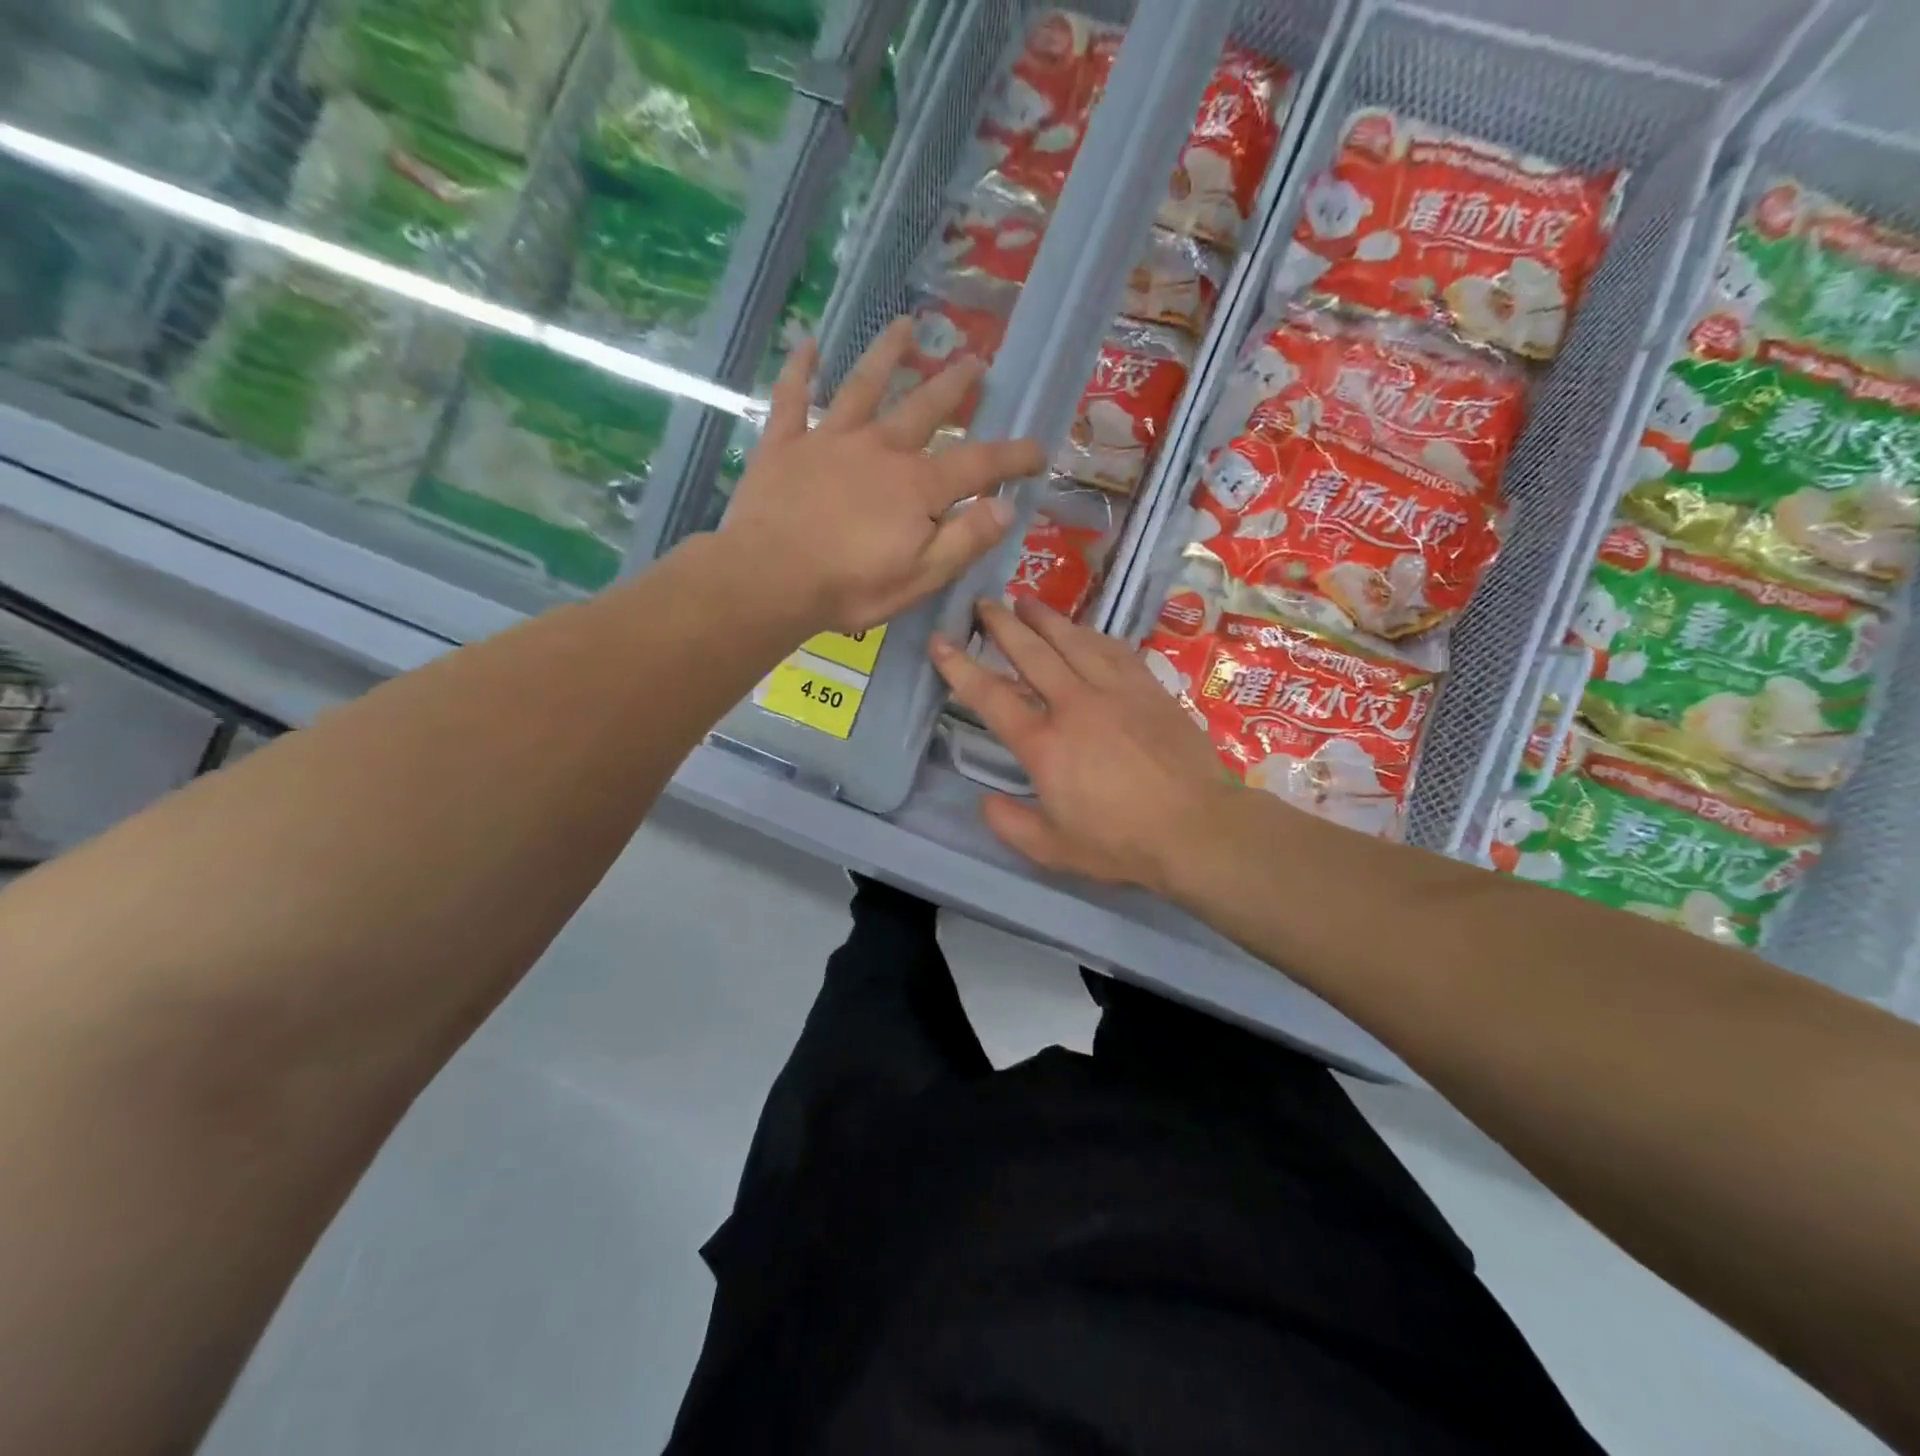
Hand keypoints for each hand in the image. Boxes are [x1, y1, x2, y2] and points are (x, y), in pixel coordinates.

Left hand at [719, 320, 1046, 634]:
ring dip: (887, 354)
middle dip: (954, 385)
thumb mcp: (921, 577)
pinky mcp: (785, 445)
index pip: (979, 464)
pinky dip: (800, 370)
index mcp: (917, 486)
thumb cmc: (850, 588)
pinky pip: (792, 398)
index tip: (1039, 450)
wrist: (769, 581)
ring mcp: (830, 440)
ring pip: (863, 386)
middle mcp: (880, 449)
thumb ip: (965, 540)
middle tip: (975, 360)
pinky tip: (807, 344)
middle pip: (925, 409)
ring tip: (905, 326)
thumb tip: (1007, 507)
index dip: (1013, 457)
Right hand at [930, 597, 1240, 895]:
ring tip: (1026, 602)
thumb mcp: (1053, 849)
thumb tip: (985, 801)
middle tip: (984, 603)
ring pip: (1073, 641)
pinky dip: (1091, 635)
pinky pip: (1114, 650)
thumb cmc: (1121, 842)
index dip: (959, 666)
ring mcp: (1115, 691)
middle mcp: (1074, 705)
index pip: (990, 696)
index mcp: (1044, 744)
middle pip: (1030, 653)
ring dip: (1045, 619)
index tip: (940, 640)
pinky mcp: (1148, 689)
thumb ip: (1010, 825)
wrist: (1196, 827)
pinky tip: (1084, 630)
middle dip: (1002, 625)